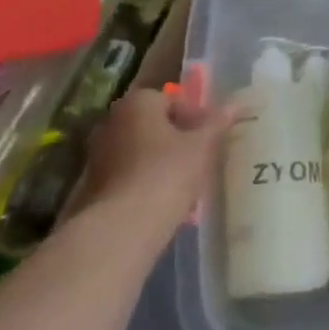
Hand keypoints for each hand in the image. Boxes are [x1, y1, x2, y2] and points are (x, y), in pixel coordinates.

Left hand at [70, 88, 239, 246]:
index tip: (209, 139)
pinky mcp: (92, 186)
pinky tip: (163, 203)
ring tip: (185, 185)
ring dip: (160, 163)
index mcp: (137, 103)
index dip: (194, 117)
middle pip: (153, 125)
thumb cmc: (166, 174)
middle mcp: (112, 121)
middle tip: (199, 160)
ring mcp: (98, 154)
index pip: (171, 100)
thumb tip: (236, 104)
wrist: (121, 229)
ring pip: (140, 152)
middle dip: (176, 140)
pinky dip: (145, 183)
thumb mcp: (201, 147)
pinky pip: (128, 176)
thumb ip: (217, 123)